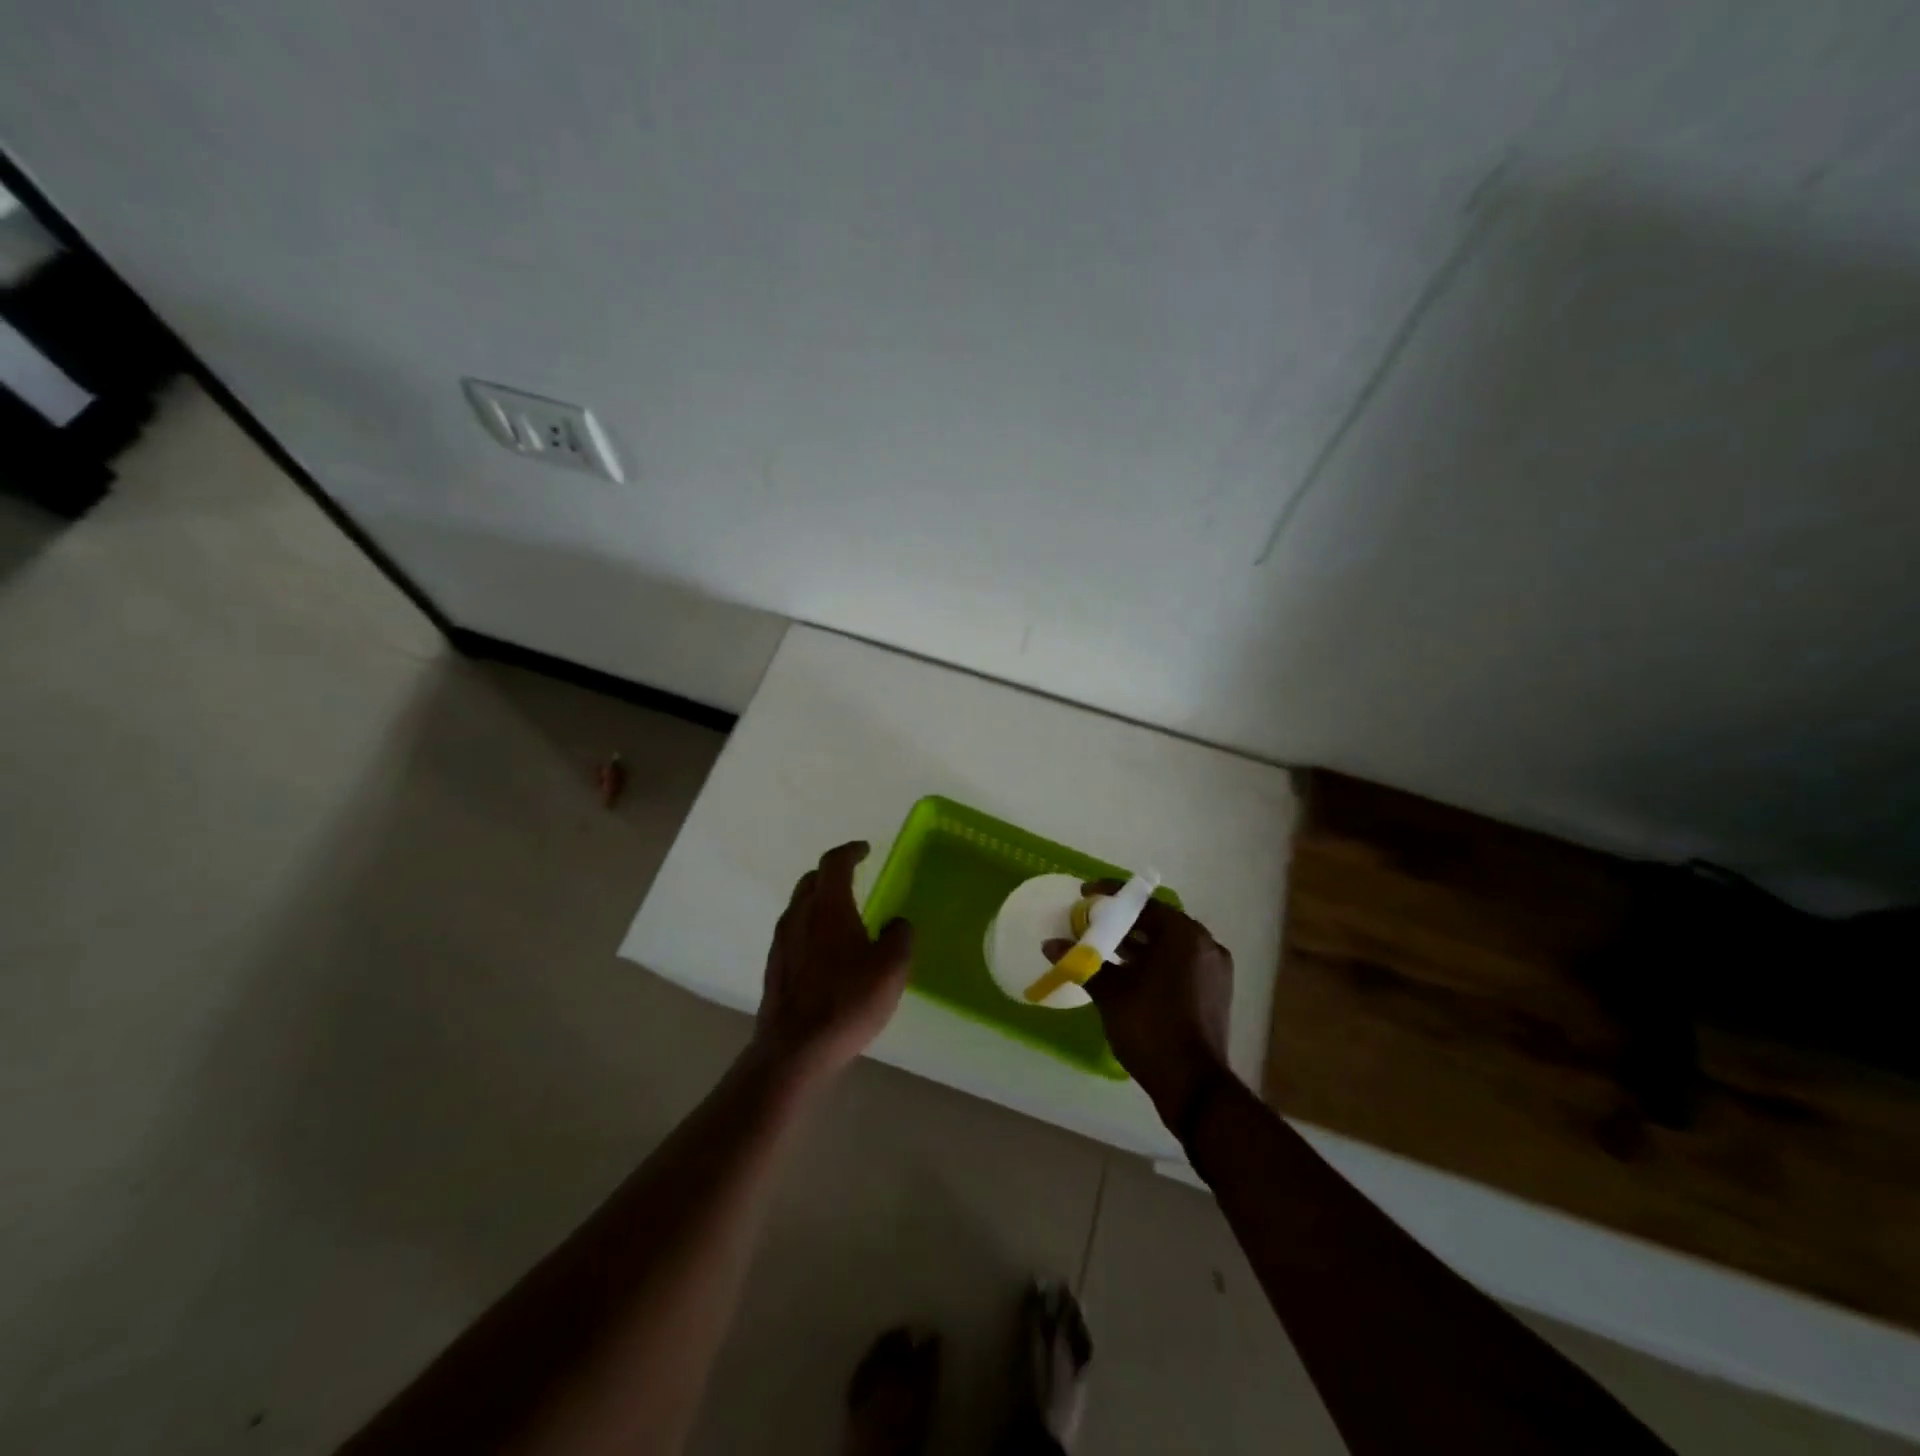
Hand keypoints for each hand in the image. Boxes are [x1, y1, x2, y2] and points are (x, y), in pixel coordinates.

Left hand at [753, 842, 913, 1083]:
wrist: (794, 1050)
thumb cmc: (847, 1002)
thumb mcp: (891, 968)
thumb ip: (899, 937)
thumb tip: (896, 924)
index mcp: (828, 907)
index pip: (835, 863)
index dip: (851, 851)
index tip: (865, 849)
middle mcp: (799, 916)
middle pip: (812, 881)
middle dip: (832, 873)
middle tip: (853, 877)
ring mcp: (782, 943)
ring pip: (800, 906)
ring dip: (820, 901)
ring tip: (843, 915)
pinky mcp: (775, 968)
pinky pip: (795, 932)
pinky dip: (812, 927)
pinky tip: (827, 950)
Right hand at [1046, 883, 1233, 1132]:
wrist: (1194, 1085)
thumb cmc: (1151, 1028)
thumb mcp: (1111, 993)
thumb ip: (1083, 962)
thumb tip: (1050, 944)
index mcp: (1183, 935)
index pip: (1142, 902)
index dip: (1110, 895)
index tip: (1084, 893)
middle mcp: (1205, 944)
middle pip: (1157, 922)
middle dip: (1123, 922)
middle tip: (1091, 924)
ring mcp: (1214, 969)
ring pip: (1169, 945)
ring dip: (1138, 945)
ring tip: (1103, 950)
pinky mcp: (1215, 991)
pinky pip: (1180, 963)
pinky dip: (1155, 962)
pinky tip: (1129, 975)